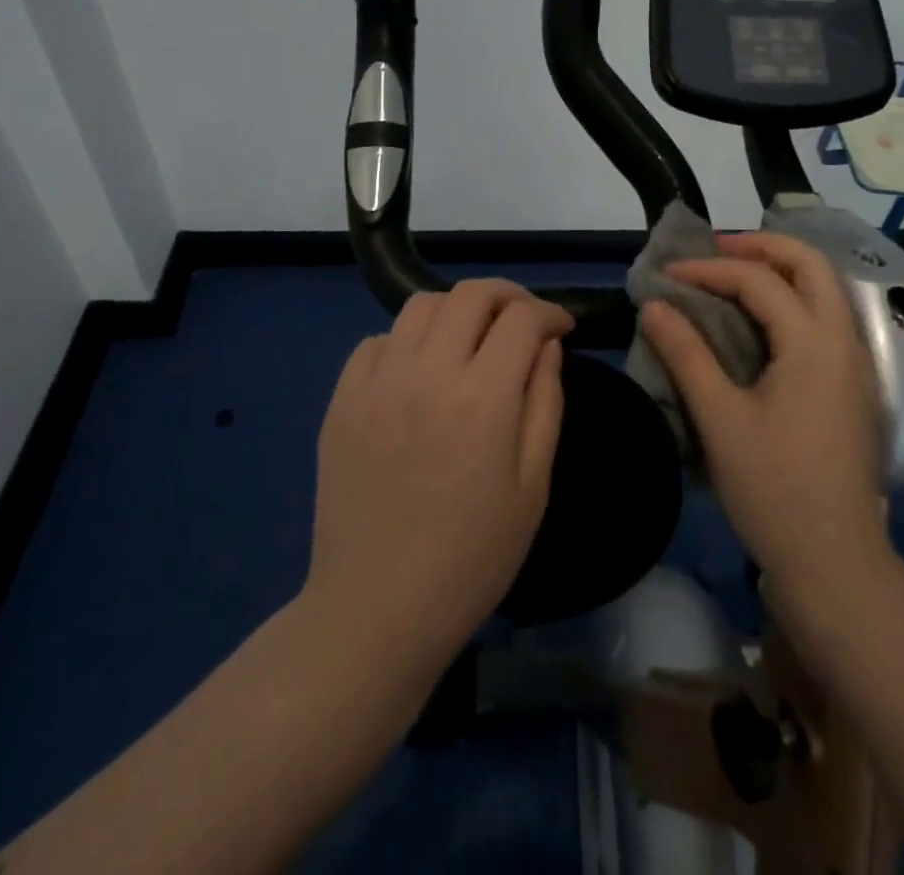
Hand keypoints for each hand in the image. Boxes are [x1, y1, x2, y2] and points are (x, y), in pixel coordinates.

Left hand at [305, 280, 569, 681]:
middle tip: (522, 320)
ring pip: (420, 305)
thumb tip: (546, 345)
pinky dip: (407, 340)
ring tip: (471, 339)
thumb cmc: (472, 556)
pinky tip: (419, 370)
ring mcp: (378, 382)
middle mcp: (428, 373)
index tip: (561, 326)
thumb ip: (545, 402)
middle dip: (507, 295)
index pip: (522, 318)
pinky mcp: (342, 400)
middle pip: (470, 294)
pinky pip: (377, 341)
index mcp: (483, 398)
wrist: (377, 609)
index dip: (550, 312)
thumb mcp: (533, 485)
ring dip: (456, 310)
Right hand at [639, 233, 888, 600]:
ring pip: (825, 288)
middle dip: (761, 245)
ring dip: (781, 269)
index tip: (666, 276)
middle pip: (811, 264)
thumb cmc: (773, 489)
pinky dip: (793, 298)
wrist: (835, 561)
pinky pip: (826, 317)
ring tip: (732, 275)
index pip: (760, 281)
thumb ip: (686, 355)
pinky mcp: (854, 385)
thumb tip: (654, 305)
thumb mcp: (720, 420)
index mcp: (814, 344)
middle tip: (713, 251)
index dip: (709, 270)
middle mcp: (844, 341)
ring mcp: (856, 363)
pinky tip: (761, 319)